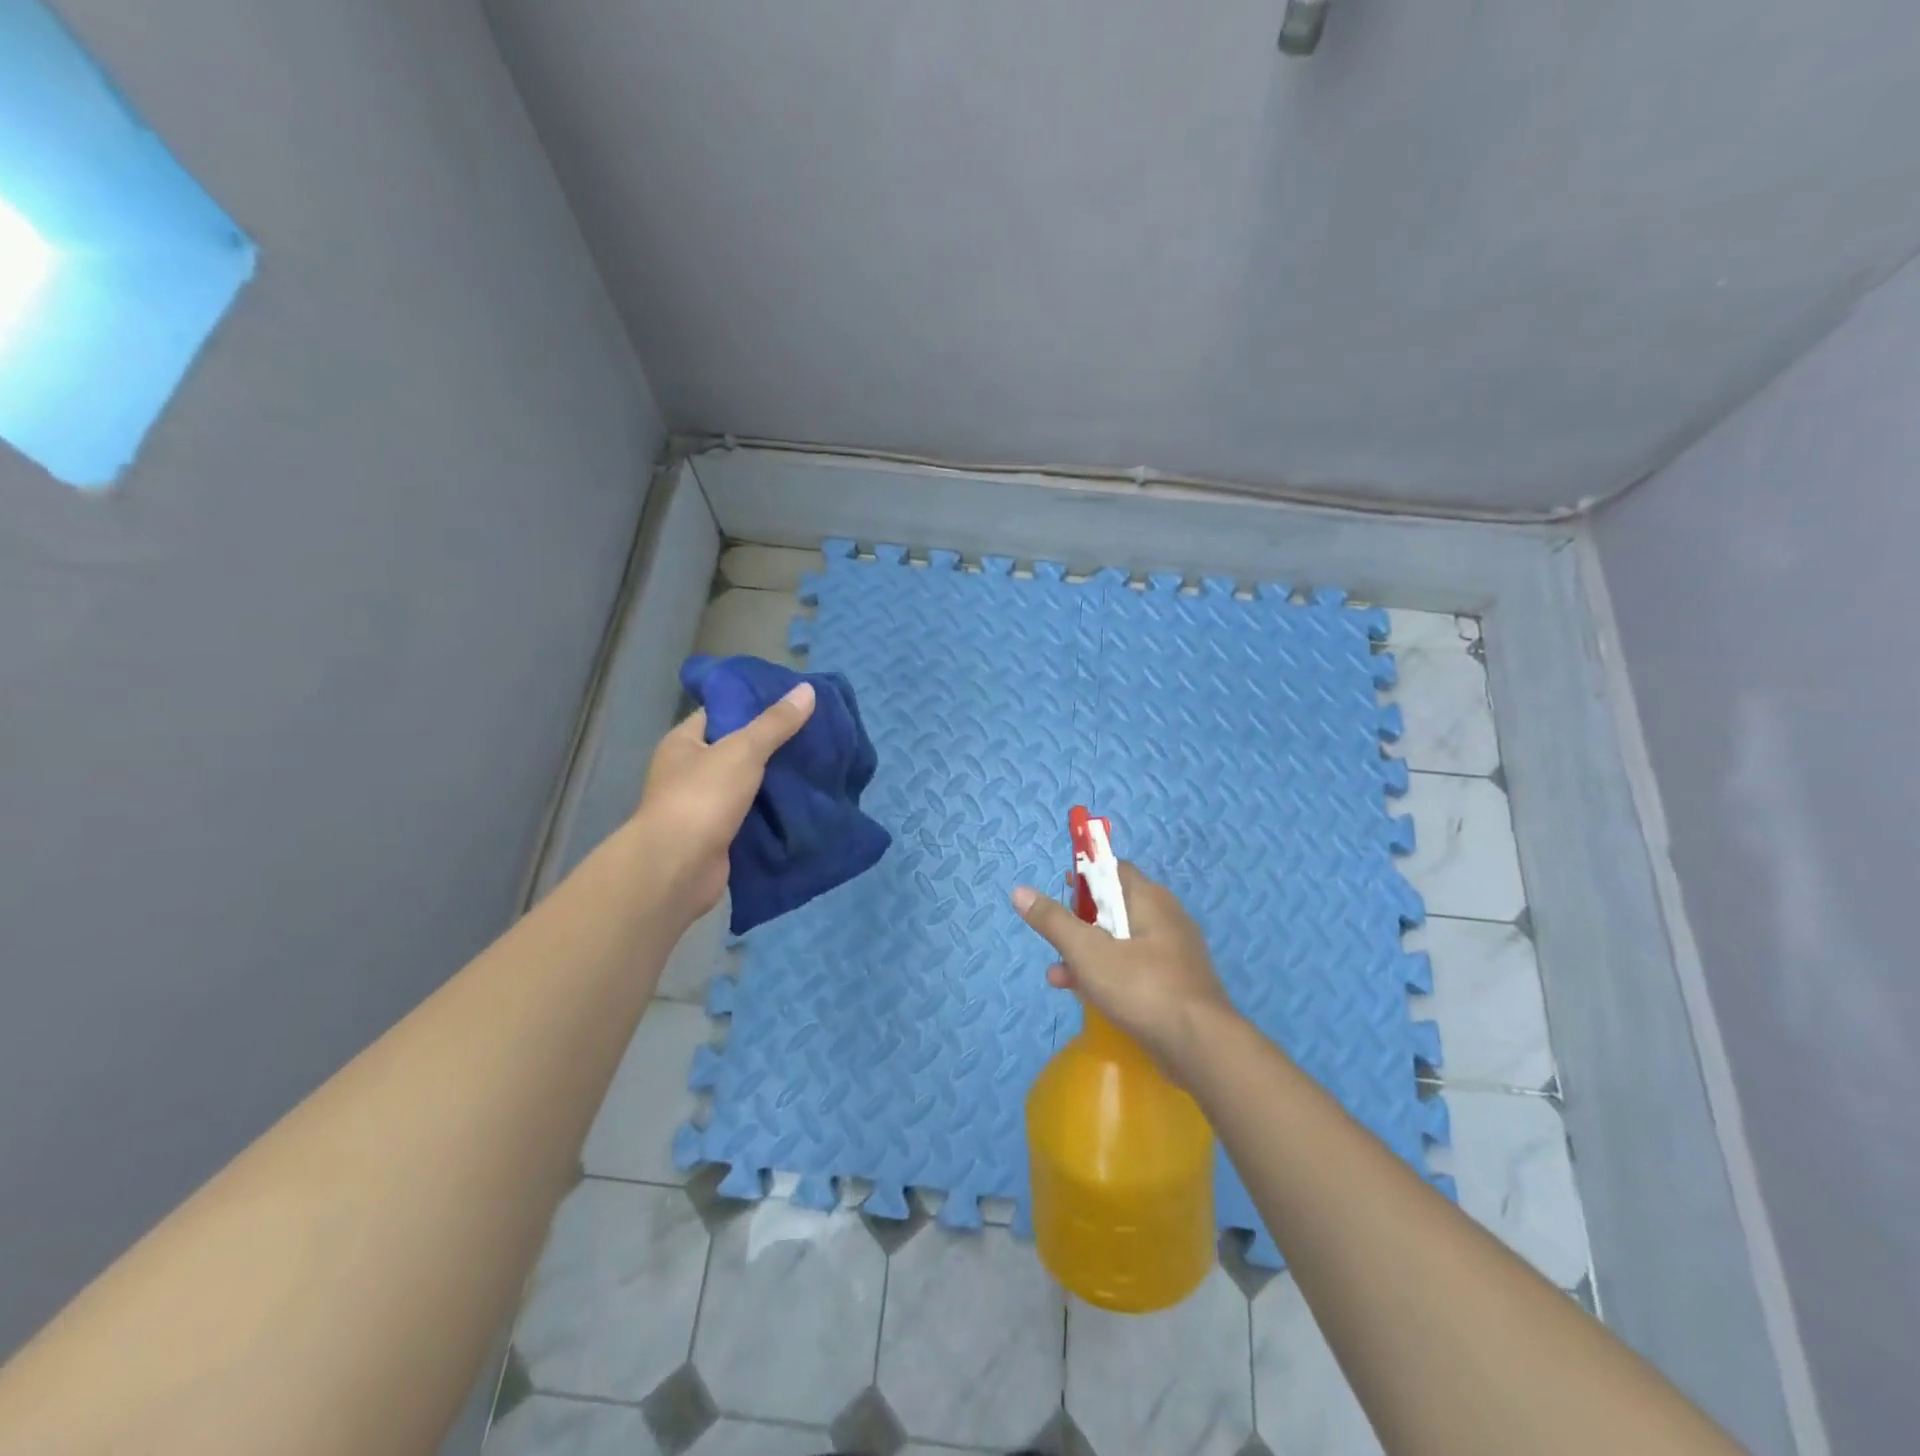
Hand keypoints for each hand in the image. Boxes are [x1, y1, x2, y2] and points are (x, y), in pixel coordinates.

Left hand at [634, 681, 815, 918]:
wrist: (678, 868)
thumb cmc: (702, 797)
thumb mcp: (743, 750)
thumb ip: (775, 723)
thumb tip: (807, 689)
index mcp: (685, 742)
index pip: (721, 712)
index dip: (754, 704)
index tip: (792, 702)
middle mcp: (690, 771)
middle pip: (738, 749)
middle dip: (774, 744)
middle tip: (815, 734)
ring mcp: (704, 806)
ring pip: (748, 784)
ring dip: (777, 780)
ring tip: (818, 765)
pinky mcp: (719, 835)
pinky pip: (752, 815)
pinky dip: (774, 811)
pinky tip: (805, 802)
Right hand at [1012, 862, 1240, 1081]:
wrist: (1200, 1046)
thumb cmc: (1141, 986)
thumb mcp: (1088, 951)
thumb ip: (1054, 921)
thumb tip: (1020, 891)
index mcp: (1150, 899)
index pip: (1113, 869)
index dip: (1085, 875)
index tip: (1061, 891)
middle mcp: (1165, 919)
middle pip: (1115, 907)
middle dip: (1080, 922)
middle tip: (1057, 937)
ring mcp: (1173, 955)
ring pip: (1121, 943)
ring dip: (1088, 954)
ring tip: (1057, 974)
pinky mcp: (1174, 987)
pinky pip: (1134, 970)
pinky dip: (1107, 976)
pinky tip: (1082, 995)